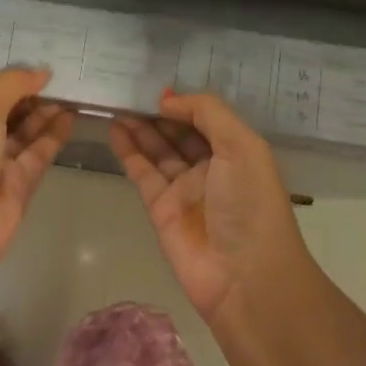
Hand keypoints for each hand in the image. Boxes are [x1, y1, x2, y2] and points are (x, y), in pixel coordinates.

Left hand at [0, 68, 74, 300]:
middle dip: (32, 93)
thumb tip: (42, 71)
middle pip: (9, 110)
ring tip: (74, 90)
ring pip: (27, 131)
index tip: (37, 57)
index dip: (9, 77)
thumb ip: (12, 85)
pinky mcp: (20, 183)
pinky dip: (54, 134)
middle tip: (64, 72)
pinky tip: (72, 115)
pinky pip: (39, 152)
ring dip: (47, 112)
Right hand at [109, 89, 313, 327]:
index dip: (183, 103)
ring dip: (139, 128)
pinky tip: (115, 129)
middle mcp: (211, 168)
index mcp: (237, 152)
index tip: (157, 88)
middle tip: (128, 91)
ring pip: (157, 150)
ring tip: (116, 104)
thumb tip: (168, 100)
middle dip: (157, 113)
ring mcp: (184, 189)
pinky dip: (128, 151)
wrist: (245, 276)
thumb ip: (207, 113)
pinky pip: (142, 172)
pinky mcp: (160, 209)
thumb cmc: (250, 204)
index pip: (206, 119)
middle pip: (179, 133)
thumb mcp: (241, 146)